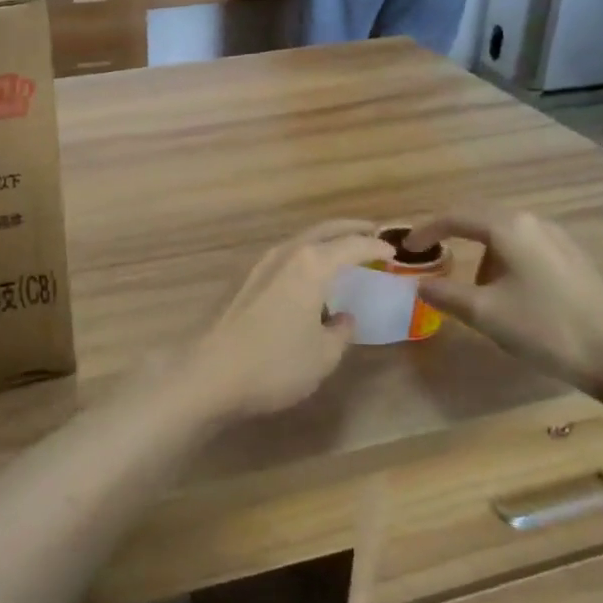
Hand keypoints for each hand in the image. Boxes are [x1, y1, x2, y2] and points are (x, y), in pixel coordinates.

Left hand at [183, 221, 391, 422]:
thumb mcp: (323, 355)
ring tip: (341, 252)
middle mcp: (283, 255)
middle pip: (321, 231)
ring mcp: (258, 265)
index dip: (374, 245)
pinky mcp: (242, 282)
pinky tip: (307, 277)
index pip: (350, 244)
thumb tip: (343, 318)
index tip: (392, 250)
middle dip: (348, 229)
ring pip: (298, 242)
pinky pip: (283, 258)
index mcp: (310, 264)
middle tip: (370, 232)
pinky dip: (303, 258)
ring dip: (322, 241)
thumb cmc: (276, 364)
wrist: (211, 374)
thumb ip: (340, 331)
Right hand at [406, 210, 602, 408]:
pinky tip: (507, 290)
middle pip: (478, 219)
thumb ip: (444, 293)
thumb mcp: (483, 313)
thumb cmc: (545, 328)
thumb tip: (419, 284)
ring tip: (472, 286)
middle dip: (451, 236)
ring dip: (480, 252)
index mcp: (507, 227)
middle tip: (430, 257)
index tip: (406, 248)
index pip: (453, 217)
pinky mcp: (572, 257)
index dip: (424, 230)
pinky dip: (503, 259)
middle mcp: (532, 222)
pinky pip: (524, 246)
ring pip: (503, 234)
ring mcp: (557, 237)